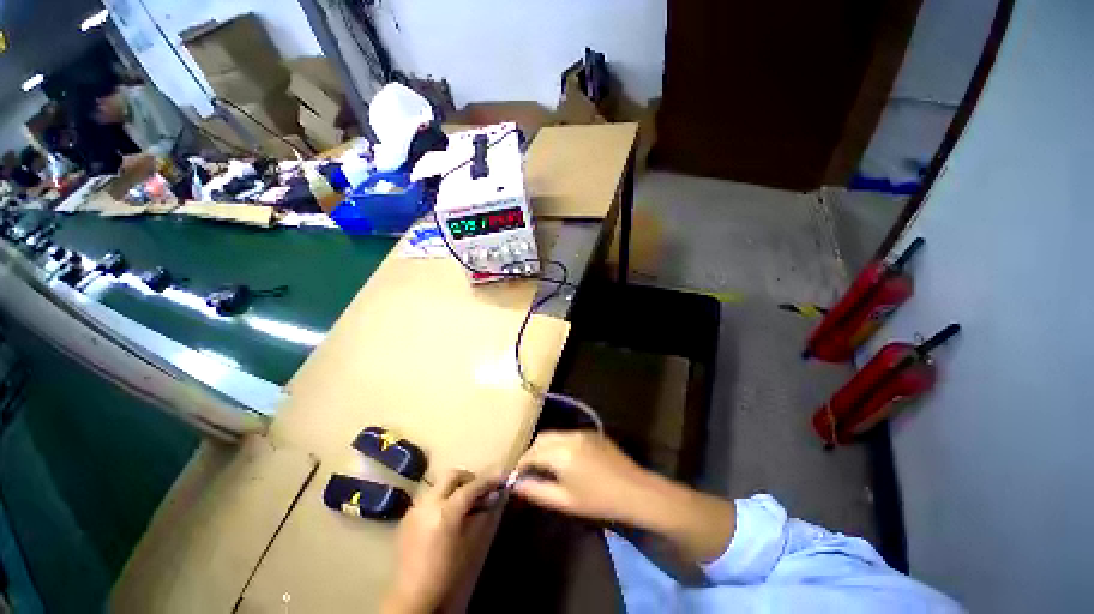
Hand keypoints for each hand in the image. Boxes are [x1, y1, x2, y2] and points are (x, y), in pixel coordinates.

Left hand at [383, 470, 498, 613]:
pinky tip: (446, 514)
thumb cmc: (446, 572)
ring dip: (454, 487)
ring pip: (439, 485)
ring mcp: (415, 508)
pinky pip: (428, 497)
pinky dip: (441, 498)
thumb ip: (483, 514)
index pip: (472, 487)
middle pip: (452, 476)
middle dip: (469, 478)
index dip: (489, 480)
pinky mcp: (407, 517)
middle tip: (480, 488)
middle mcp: (428, 503)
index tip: (503, 475)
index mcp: (446, 511)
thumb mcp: (469, 542)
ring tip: (465, 502)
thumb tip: (495, 494)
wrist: (412, 596)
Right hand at [513, 431, 735, 562]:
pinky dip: (558, 444)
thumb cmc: (599, 501)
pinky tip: (564, 460)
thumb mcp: (565, 501)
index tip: (515, 477)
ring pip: (553, 435)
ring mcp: (581, 432)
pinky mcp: (591, 432)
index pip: (531, 454)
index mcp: (560, 453)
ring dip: (544, 447)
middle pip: (541, 439)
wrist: (635, 491)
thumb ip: (537, 491)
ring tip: (545, 467)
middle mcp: (568, 436)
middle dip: (531, 453)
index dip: (520, 465)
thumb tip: (516, 485)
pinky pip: (567, 435)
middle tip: (529, 473)